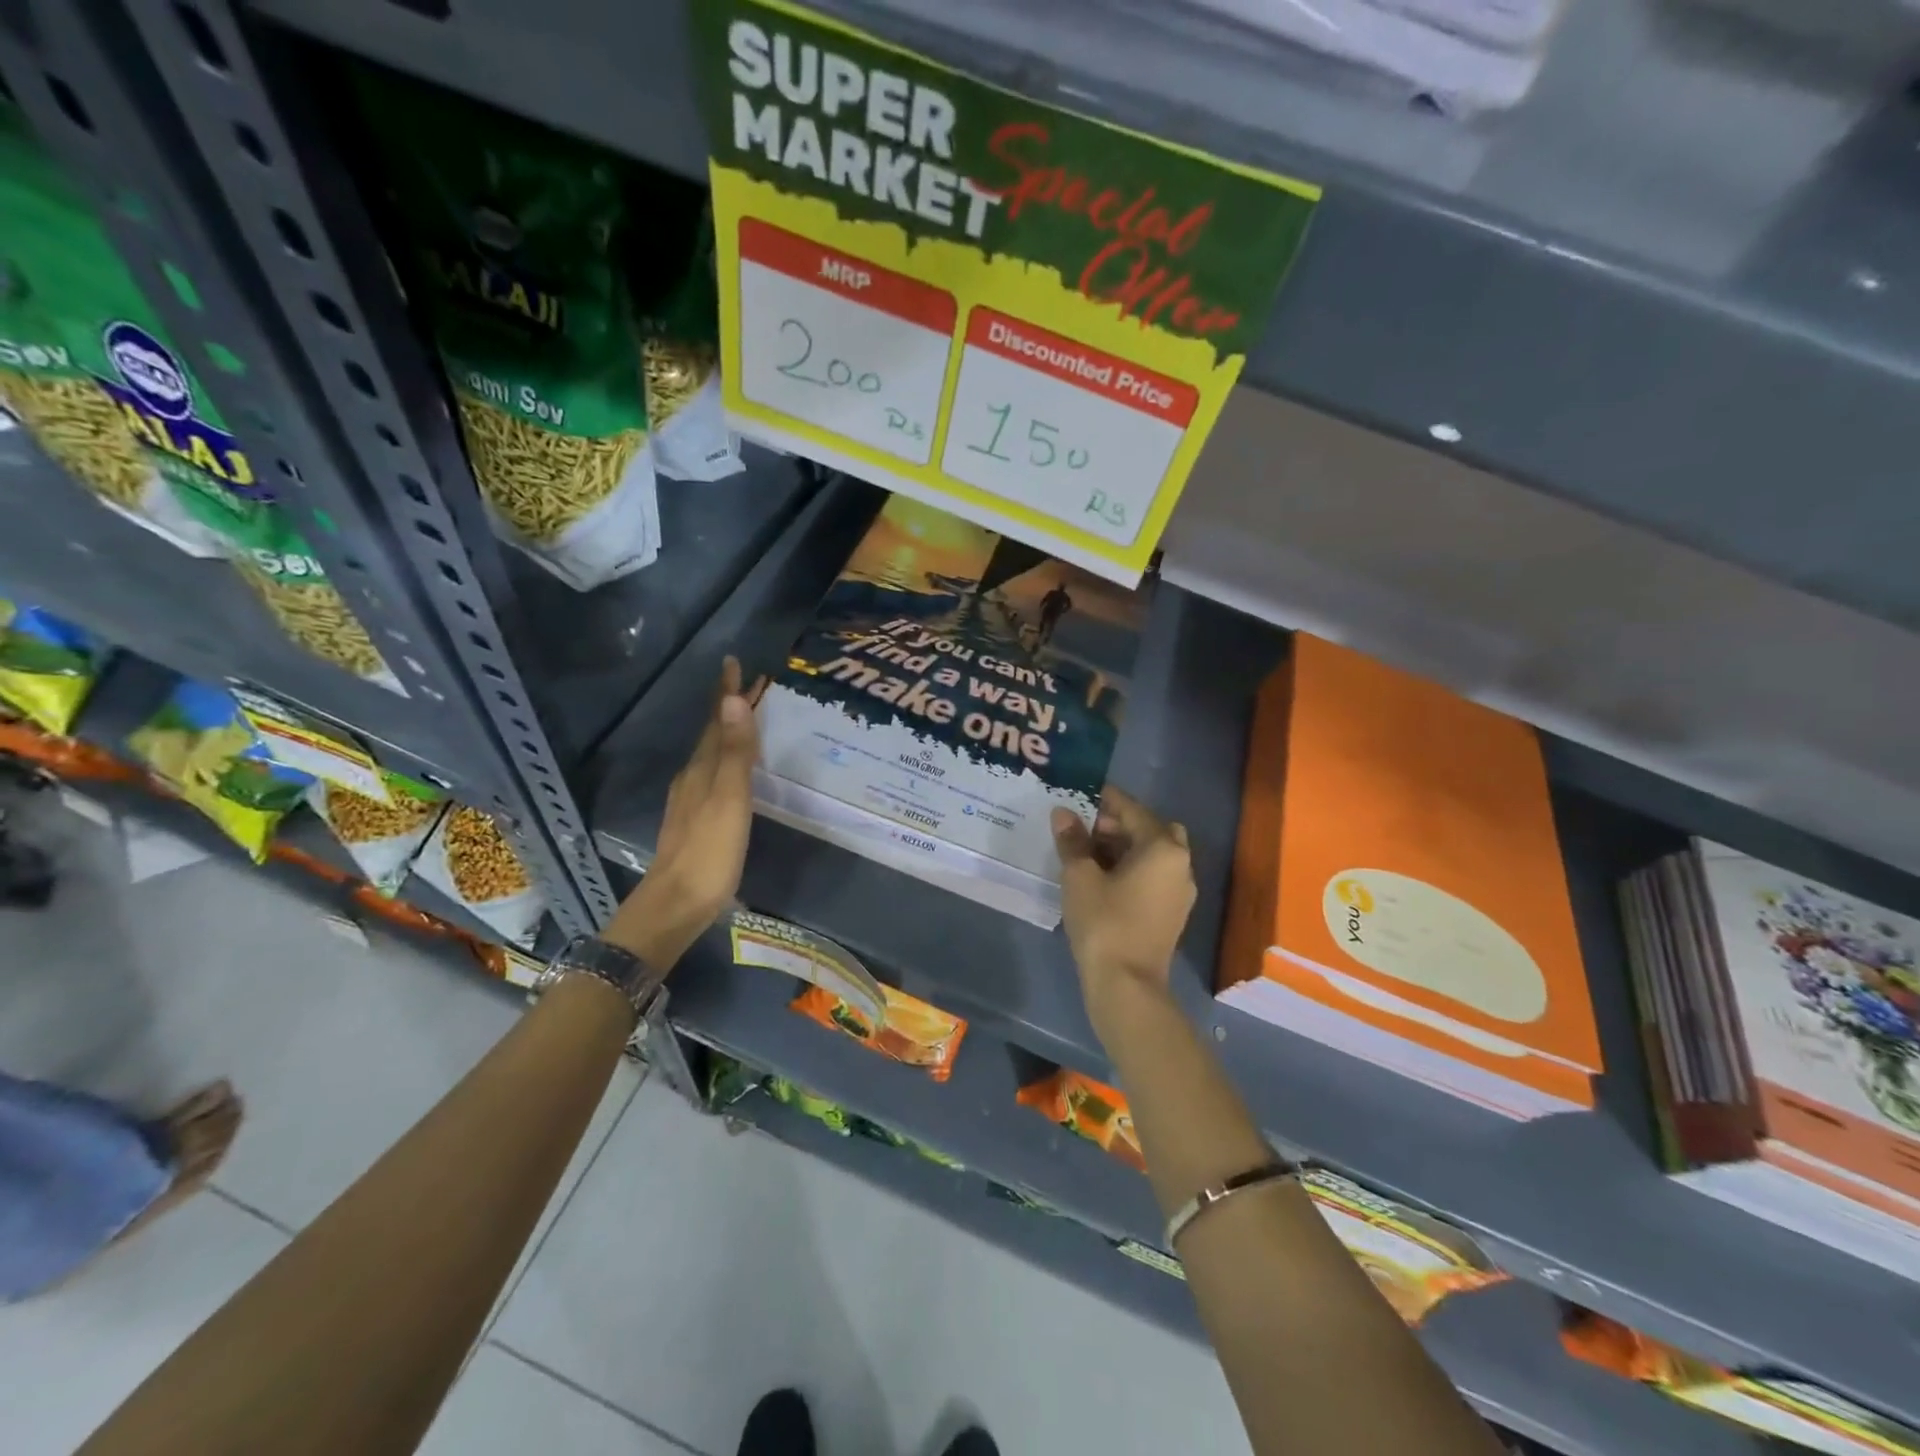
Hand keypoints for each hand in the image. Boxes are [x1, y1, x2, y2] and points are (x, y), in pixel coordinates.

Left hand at [603, 656, 759, 968]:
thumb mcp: (729, 800)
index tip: (734, 662)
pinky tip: (733, 772)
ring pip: (711, 755)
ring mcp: (690, 801)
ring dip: (728, 733)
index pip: (718, 720)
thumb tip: (733, 700)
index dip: (727, 692)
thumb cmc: (709, 852)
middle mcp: (693, 777)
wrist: (674, 904)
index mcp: (703, 768)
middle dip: (730, 708)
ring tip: (746, 721)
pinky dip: (726, 761)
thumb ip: (735, 753)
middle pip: (713, 734)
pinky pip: (712, 776)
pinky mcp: (695, 821)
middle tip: (750, 686)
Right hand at [1051, 786, 1195, 1027]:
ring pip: (1155, 853)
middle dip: (1120, 824)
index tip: (1084, 793)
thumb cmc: (1104, 922)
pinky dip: (1133, 868)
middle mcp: (1181, 864)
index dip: (1107, 800)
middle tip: (1087, 827)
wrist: (1126, 985)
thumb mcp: (1079, 877)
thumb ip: (1072, 840)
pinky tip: (1103, 878)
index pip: (1133, 810)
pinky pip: (1155, 875)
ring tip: (1089, 852)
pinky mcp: (1173, 913)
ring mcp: (1180, 891)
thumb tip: (1063, 813)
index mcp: (1163, 848)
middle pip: (1151, 829)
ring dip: (1126, 846)